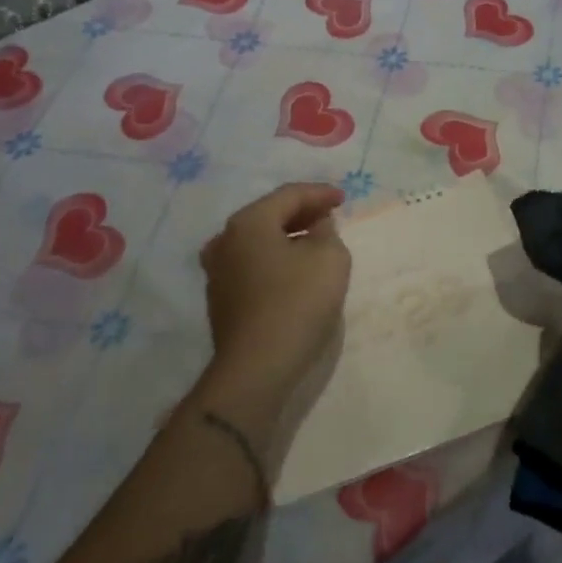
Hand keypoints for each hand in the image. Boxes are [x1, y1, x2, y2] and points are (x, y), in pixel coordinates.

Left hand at [198, 182, 351, 404]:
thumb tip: (315, 227)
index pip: (289, 195)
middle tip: (330, 217)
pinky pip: (253, 265)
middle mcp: (225, 240)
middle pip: (270, 215)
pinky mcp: (221, 300)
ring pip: (259, 241)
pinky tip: (294, 271)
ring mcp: (218, 272)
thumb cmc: (297, 303)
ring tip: (315, 242)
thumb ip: (327, 231)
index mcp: (249, 222)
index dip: (320, 193)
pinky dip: (275, 259)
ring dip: (288, 237)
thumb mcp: (330, 258)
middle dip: (302, 213)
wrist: (256, 369)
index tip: (344, 199)